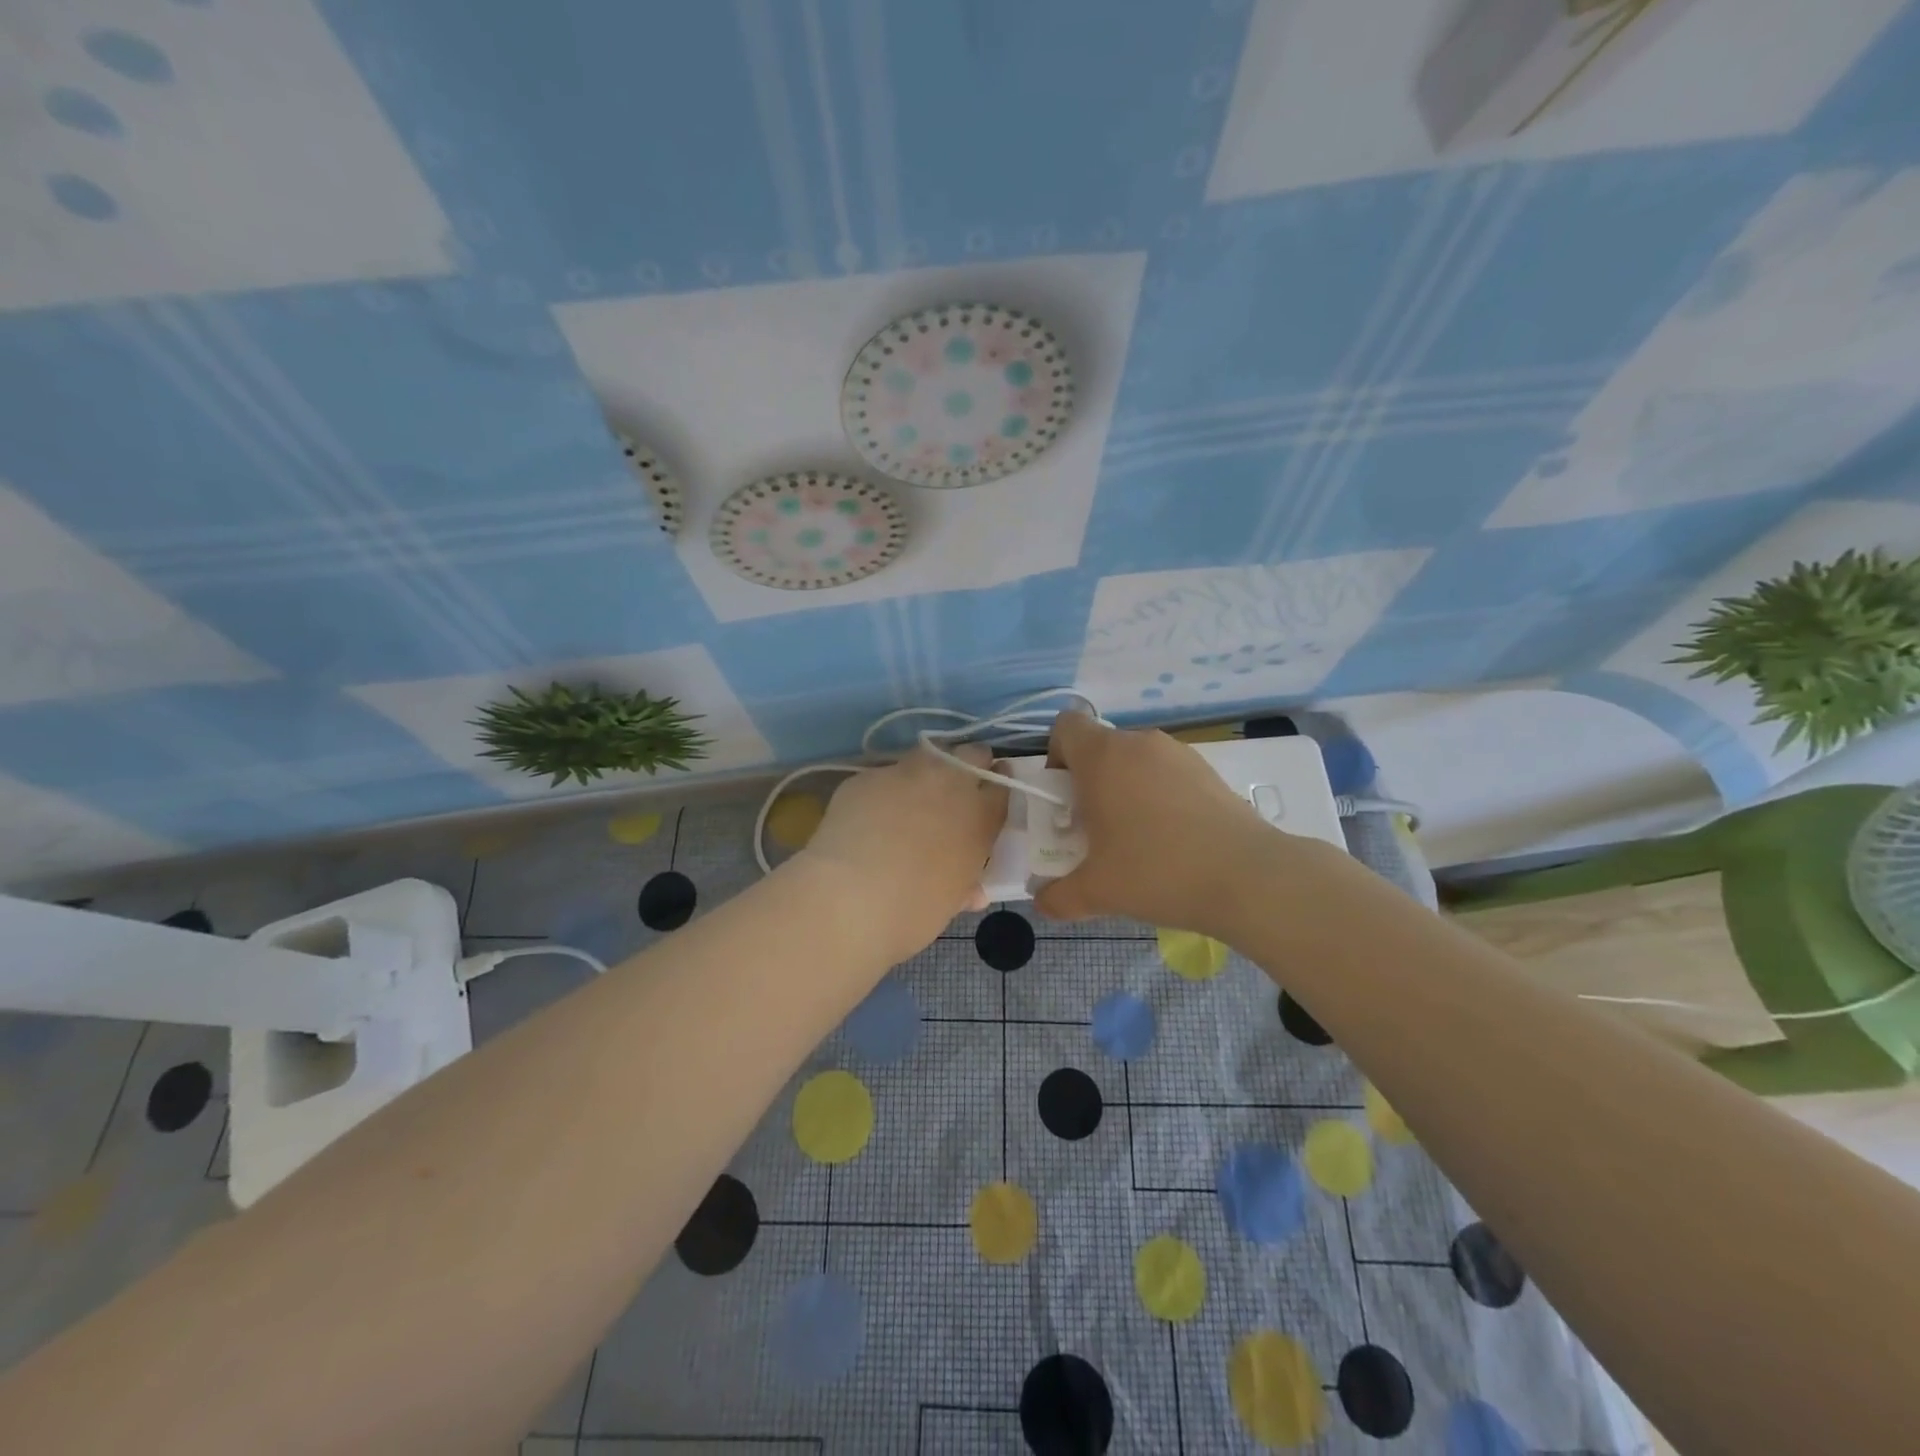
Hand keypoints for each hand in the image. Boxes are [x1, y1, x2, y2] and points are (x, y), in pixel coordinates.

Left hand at [796, 744, 1008, 962]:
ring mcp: (906, 774)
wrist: (849, 897)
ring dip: (928, 770)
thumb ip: (965, 886)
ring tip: (913, 796)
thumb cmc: (913, 911)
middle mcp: (950, 783)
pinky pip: (884, 776)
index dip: (998, 790)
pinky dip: (884, 790)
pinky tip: (870, 814)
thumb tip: (973, 892)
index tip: (991, 797)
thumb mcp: (951, 902)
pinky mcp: (867, 776)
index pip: (1003, 788)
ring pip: (928, 754)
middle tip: (957, 790)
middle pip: (973, 754)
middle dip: (970, 765)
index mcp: (980, 817)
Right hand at [1034, 712, 1306, 934]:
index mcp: (1102, 757)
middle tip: (1094, 828)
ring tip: (1136, 838)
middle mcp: (1139, 743)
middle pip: (1100, 747)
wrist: (1247, 877)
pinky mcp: (1208, 770)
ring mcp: (1178, 753)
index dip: (1055, 756)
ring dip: (1124, 788)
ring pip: (1135, 760)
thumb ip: (1057, 896)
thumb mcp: (1096, 892)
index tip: (1063, 798)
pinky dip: (1158, 795)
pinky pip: (1166, 772)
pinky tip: (1172, 838)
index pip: (1065, 726)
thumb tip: (1042, 901)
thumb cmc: (1157, 872)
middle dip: (1089, 782)